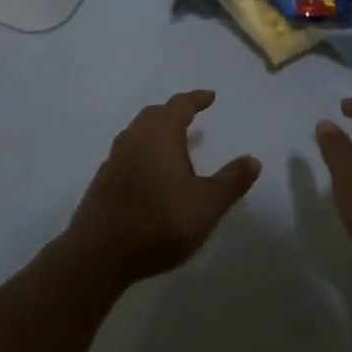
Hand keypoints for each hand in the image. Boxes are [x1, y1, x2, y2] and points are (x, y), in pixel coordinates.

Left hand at [62, 90, 261, 287]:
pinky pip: (129, 153)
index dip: (196, 99)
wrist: (98, 254)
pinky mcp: (103, 180)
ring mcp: (115, 158)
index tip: (209, 97)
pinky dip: (144, 152)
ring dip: (157, 132)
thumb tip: (253, 159)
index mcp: (160, 134)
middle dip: (174, 112)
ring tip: (174, 144)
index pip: (180, 105)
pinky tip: (152, 173)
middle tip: (191, 116)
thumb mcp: (206, 205)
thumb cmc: (158, 222)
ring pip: (139, 133)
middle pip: (155, 114)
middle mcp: (135, 137)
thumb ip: (231, 181)